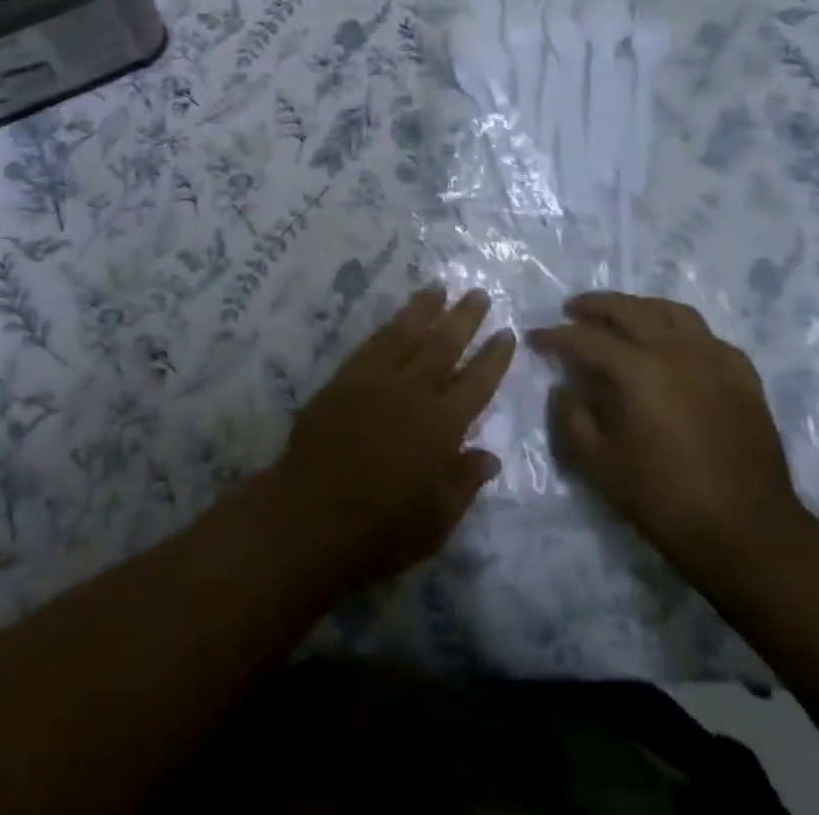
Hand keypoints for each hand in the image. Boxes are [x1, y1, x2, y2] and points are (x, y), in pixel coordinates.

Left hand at [271, 285, 514, 584]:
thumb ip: (464, 482)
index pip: (477, 383)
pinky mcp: (344, 378)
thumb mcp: (437, 521)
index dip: (494, 358)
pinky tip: (397, 317)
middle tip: (479, 293)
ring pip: (406, 333)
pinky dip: (389, 326)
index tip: (507, 333)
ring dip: (425, 309)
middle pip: (444, 345)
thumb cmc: (380, 530)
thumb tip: (489, 455)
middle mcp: (412, 392)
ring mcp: (375, 380)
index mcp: (442, 426)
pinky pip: (372, 343)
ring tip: (439, 288)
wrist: (310, 516)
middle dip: (464, 318)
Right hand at [531, 293, 804, 580]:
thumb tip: (566, 387)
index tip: (536, 338)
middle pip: (629, 310)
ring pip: (671, 312)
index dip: (556, 337)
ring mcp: (715, 359)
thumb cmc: (666, 500)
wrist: (749, 533)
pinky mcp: (743, 377)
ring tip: (621, 316)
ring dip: (638, 307)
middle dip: (594, 306)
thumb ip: (572, 418)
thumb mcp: (600, 465)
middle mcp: (676, 350)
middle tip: (572, 310)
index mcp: (639, 370)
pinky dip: (681, 331)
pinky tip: (673, 345)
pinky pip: (707, 336)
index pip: (586, 339)